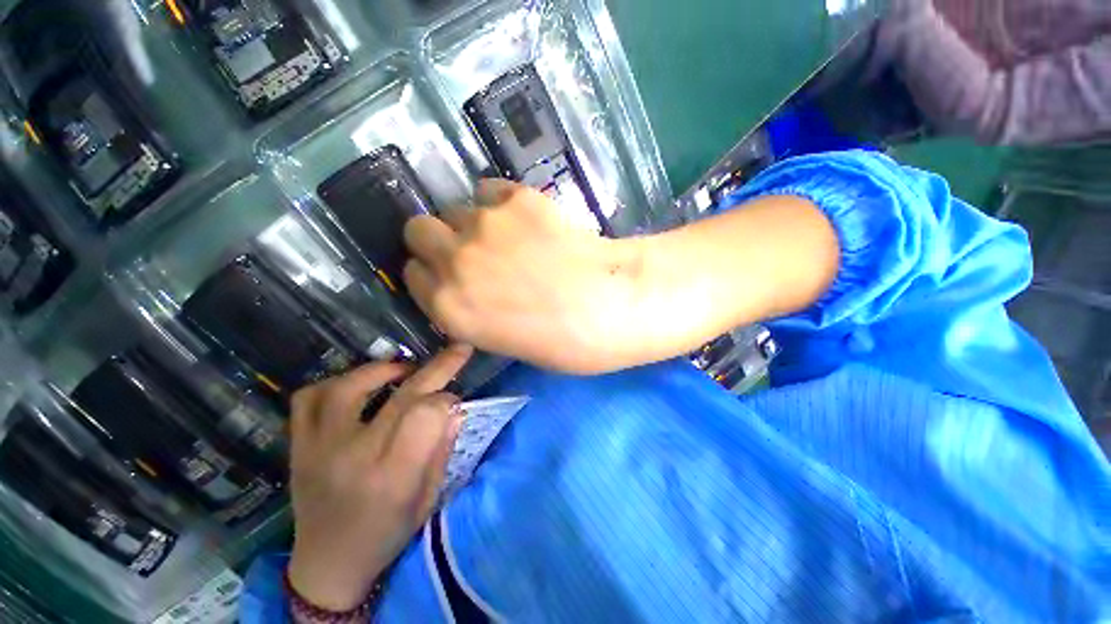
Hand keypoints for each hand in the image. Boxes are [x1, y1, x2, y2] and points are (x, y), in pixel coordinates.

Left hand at [286, 345, 471, 611]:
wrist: (327, 564)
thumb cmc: (386, 534)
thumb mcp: (427, 498)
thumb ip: (442, 449)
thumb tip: (455, 408)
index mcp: (393, 475)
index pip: (427, 414)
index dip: (447, 398)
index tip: (454, 399)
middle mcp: (355, 455)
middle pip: (402, 395)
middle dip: (438, 367)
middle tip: (456, 350)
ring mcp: (319, 447)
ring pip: (350, 386)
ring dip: (384, 368)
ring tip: (403, 368)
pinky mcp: (299, 445)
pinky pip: (308, 398)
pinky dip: (334, 382)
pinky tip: (355, 385)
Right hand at [403, 180, 643, 373]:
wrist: (608, 305)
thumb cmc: (562, 340)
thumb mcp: (501, 339)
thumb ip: (470, 310)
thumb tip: (465, 285)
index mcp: (448, 307)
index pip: (413, 274)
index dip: (432, 273)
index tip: (451, 275)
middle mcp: (453, 262)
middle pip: (418, 230)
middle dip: (437, 239)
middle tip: (470, 250)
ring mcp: (484, 225)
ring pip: (456, 208)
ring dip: (474, 222)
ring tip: (510, 236)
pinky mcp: (516, 198)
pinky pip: (489, 190)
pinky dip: (501, 203)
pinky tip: (528, 220)